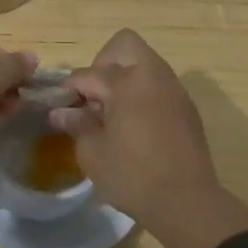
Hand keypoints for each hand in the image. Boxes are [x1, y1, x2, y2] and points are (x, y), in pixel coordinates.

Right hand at [48, 29, 221, 231]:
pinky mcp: (186, 108)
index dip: (69, 89)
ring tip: (112, 112)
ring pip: (145, 64)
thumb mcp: (93, 152)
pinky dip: (142, 94)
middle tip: (94, 95)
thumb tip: (61, 112)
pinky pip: (159, 85)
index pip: (87, 74)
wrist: (187, 203)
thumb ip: (76, 125)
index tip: (59, 107)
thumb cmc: (132, 176)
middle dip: (103, 63)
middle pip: (124, 45)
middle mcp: (152, 76)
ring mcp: (174, 90)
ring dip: (125, 78)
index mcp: (126, 81)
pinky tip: (134, 125)